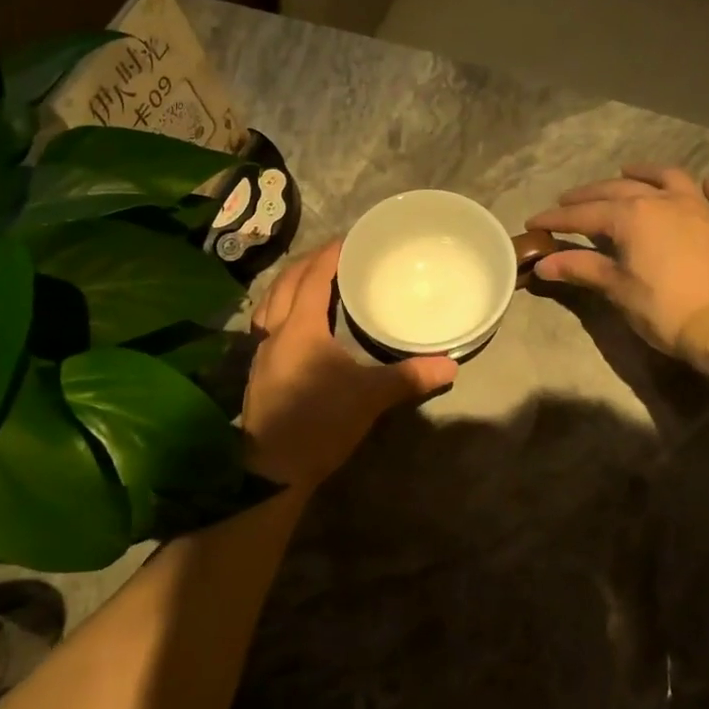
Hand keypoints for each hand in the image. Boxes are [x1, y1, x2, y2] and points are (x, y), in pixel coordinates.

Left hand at [241, 241, 457, 492]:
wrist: (273, 470)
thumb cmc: (320, 423)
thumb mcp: (369, 398)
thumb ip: (409, 377)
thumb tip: (450, 366)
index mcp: (301, 327)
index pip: (314, 276)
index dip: (330, 254)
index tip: (349, 239)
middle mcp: (275, 331)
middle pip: (287, 282)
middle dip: (309, 262)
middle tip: (335, 254)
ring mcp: (261, 351)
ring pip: (270, 301)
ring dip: (289, 283)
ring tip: (311, 279)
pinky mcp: (258, 371)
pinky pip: (266, 323)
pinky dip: (281, 308)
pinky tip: (295, 322)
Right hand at [528, 165, 708, 370]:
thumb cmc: (665, 309)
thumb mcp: (617, 288)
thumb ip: (581, 269)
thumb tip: (543, 264)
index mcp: (632, 215)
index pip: (583, 214)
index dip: (556, 218)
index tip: (533, 222)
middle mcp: (664, 200)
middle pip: (619, 189)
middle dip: (589, 195)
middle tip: (568, 201)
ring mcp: (701, 208)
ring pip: (669, 178)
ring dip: (645, 173)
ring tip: (628, 172)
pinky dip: (706, 188)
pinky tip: (702, 186)